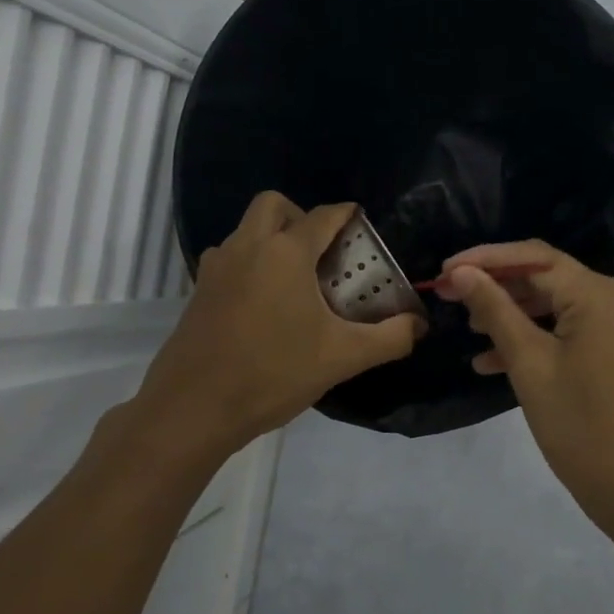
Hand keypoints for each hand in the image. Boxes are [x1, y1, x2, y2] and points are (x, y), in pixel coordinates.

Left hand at [134, 193, 422, 450]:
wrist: (193, 408)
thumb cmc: (273, 372)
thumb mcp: (342, 357)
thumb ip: (389, 338)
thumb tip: (419, 326)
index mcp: (285, 253)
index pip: (323, 215)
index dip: (347, 215)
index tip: (361, 225)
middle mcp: (247, 247)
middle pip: (274, 205)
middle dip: (301, 216)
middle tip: (322, 253)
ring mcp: (217, 268)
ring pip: (246, 230)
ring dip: (272, 239)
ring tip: (296, 281)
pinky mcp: (198, 291)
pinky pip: (230, 259)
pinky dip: (250, 264)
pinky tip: (265, 305)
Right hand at [435, 241, 613, 521]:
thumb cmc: (579, 424)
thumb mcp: (528, 363)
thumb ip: (494, 310)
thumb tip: (462, 272)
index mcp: (599, 294)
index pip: (535, 258)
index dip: (486, 259)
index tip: (445, 271)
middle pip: (548, 279)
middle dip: (497, 288)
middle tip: (451, 298)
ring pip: (559, 307)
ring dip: (515, 315)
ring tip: (471, 331)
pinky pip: (574, 331)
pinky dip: (539, 340)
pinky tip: (495, 361)